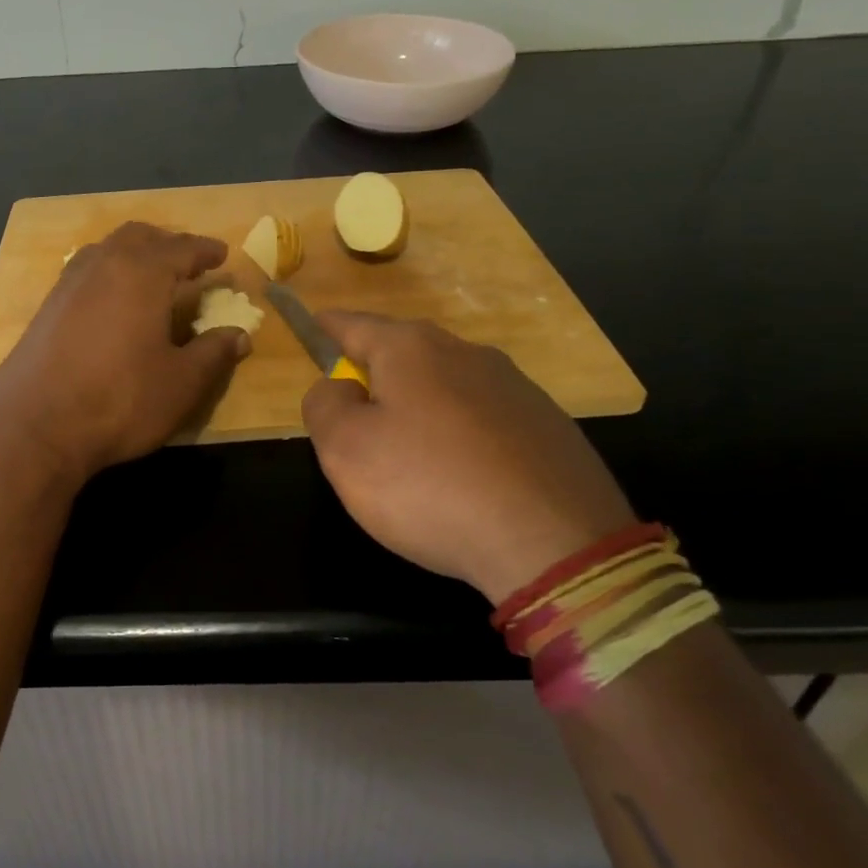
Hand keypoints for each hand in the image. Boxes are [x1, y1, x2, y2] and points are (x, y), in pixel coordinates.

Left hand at [0, 222, 250, 485]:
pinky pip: (86, 272)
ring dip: (134, 254)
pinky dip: (109, 273)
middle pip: (139, 236)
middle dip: (167, 243)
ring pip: (107, 250)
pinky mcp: (46, 307)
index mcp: (141, 272)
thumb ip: (213, 353)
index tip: (222, 255)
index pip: (182, 248)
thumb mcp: (181, 383)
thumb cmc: (119, 400)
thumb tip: (240, 335)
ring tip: (152, 277)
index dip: (205, 251)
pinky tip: (113, 302)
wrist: (33, 428)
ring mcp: (68, 284)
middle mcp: (103, 265)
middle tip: (187, 261)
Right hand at [301, 313, 635, 604]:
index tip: (313, 326)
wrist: (554, 543)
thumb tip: (338, 387)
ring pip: (448, 385)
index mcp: (411, 348)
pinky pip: (486, 419)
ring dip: (422, 406)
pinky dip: (464, 436)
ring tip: (413, 457)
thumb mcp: (345, 449)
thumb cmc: (429, 486)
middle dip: (376, 374)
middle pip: (403, 353)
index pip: (354, 324)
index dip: (327, 327)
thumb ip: (325, 406)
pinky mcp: (549, 424)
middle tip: (357, 415)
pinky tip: (465, 478)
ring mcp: (515, 386)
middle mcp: (466, 352)